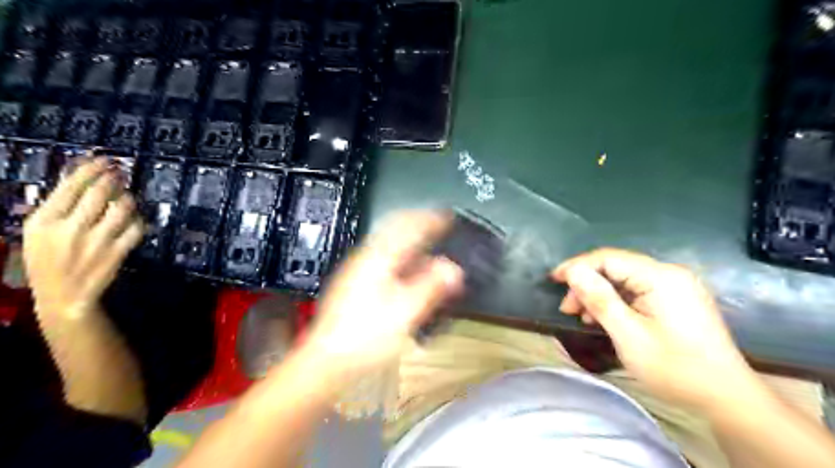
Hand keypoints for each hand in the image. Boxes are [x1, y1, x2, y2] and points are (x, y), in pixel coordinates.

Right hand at [23, 158, 143, 319]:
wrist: (63, 296)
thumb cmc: (48, 261)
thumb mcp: (39, 232)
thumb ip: (58, 207)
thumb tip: (80, 177)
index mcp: (43, 221)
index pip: (70, 186)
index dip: (91, 169)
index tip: (104, 160)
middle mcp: (70, 229)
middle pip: (99, 193)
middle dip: (113, 178)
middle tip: (121, 171)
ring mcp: (97, 241)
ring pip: (122, 208)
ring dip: (129, 198)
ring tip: (128, 195)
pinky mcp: (118, 252)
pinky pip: (137, 228)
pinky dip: (139, 219)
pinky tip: (135, 218)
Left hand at [306, 212, 463, 376]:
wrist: (328, 360)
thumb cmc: (364, 337)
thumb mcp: (406, 311)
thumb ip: (432, 286)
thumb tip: (453, 269)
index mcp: (378, 258)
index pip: (408, 225)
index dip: (431, 219)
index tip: (448, 217)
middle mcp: (366, 258)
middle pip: (395, 229)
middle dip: (419, 224)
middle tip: (439, 225)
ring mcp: (358, 270)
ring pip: (389, 244)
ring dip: (410, 240)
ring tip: (428, 245)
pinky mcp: (355, 284)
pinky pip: (384, 259)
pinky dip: (401, 257)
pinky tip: (408, 271)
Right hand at [553, 249, 757, 412]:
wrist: (726, 398)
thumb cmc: (675, 367)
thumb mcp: (628, 335)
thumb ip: (599, 299)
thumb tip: (572, 270)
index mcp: (660, 277)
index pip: (608, 258)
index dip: (577, 266)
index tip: (553, 280)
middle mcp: (669, 274)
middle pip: (615, 267)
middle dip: (587, 284)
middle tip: (568, 309)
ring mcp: (675, 286)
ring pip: (624, 280)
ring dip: (599, 295)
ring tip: (583, 317)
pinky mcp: (676, 299)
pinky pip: (637, 291)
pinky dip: (616, 302)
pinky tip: (605, 319)